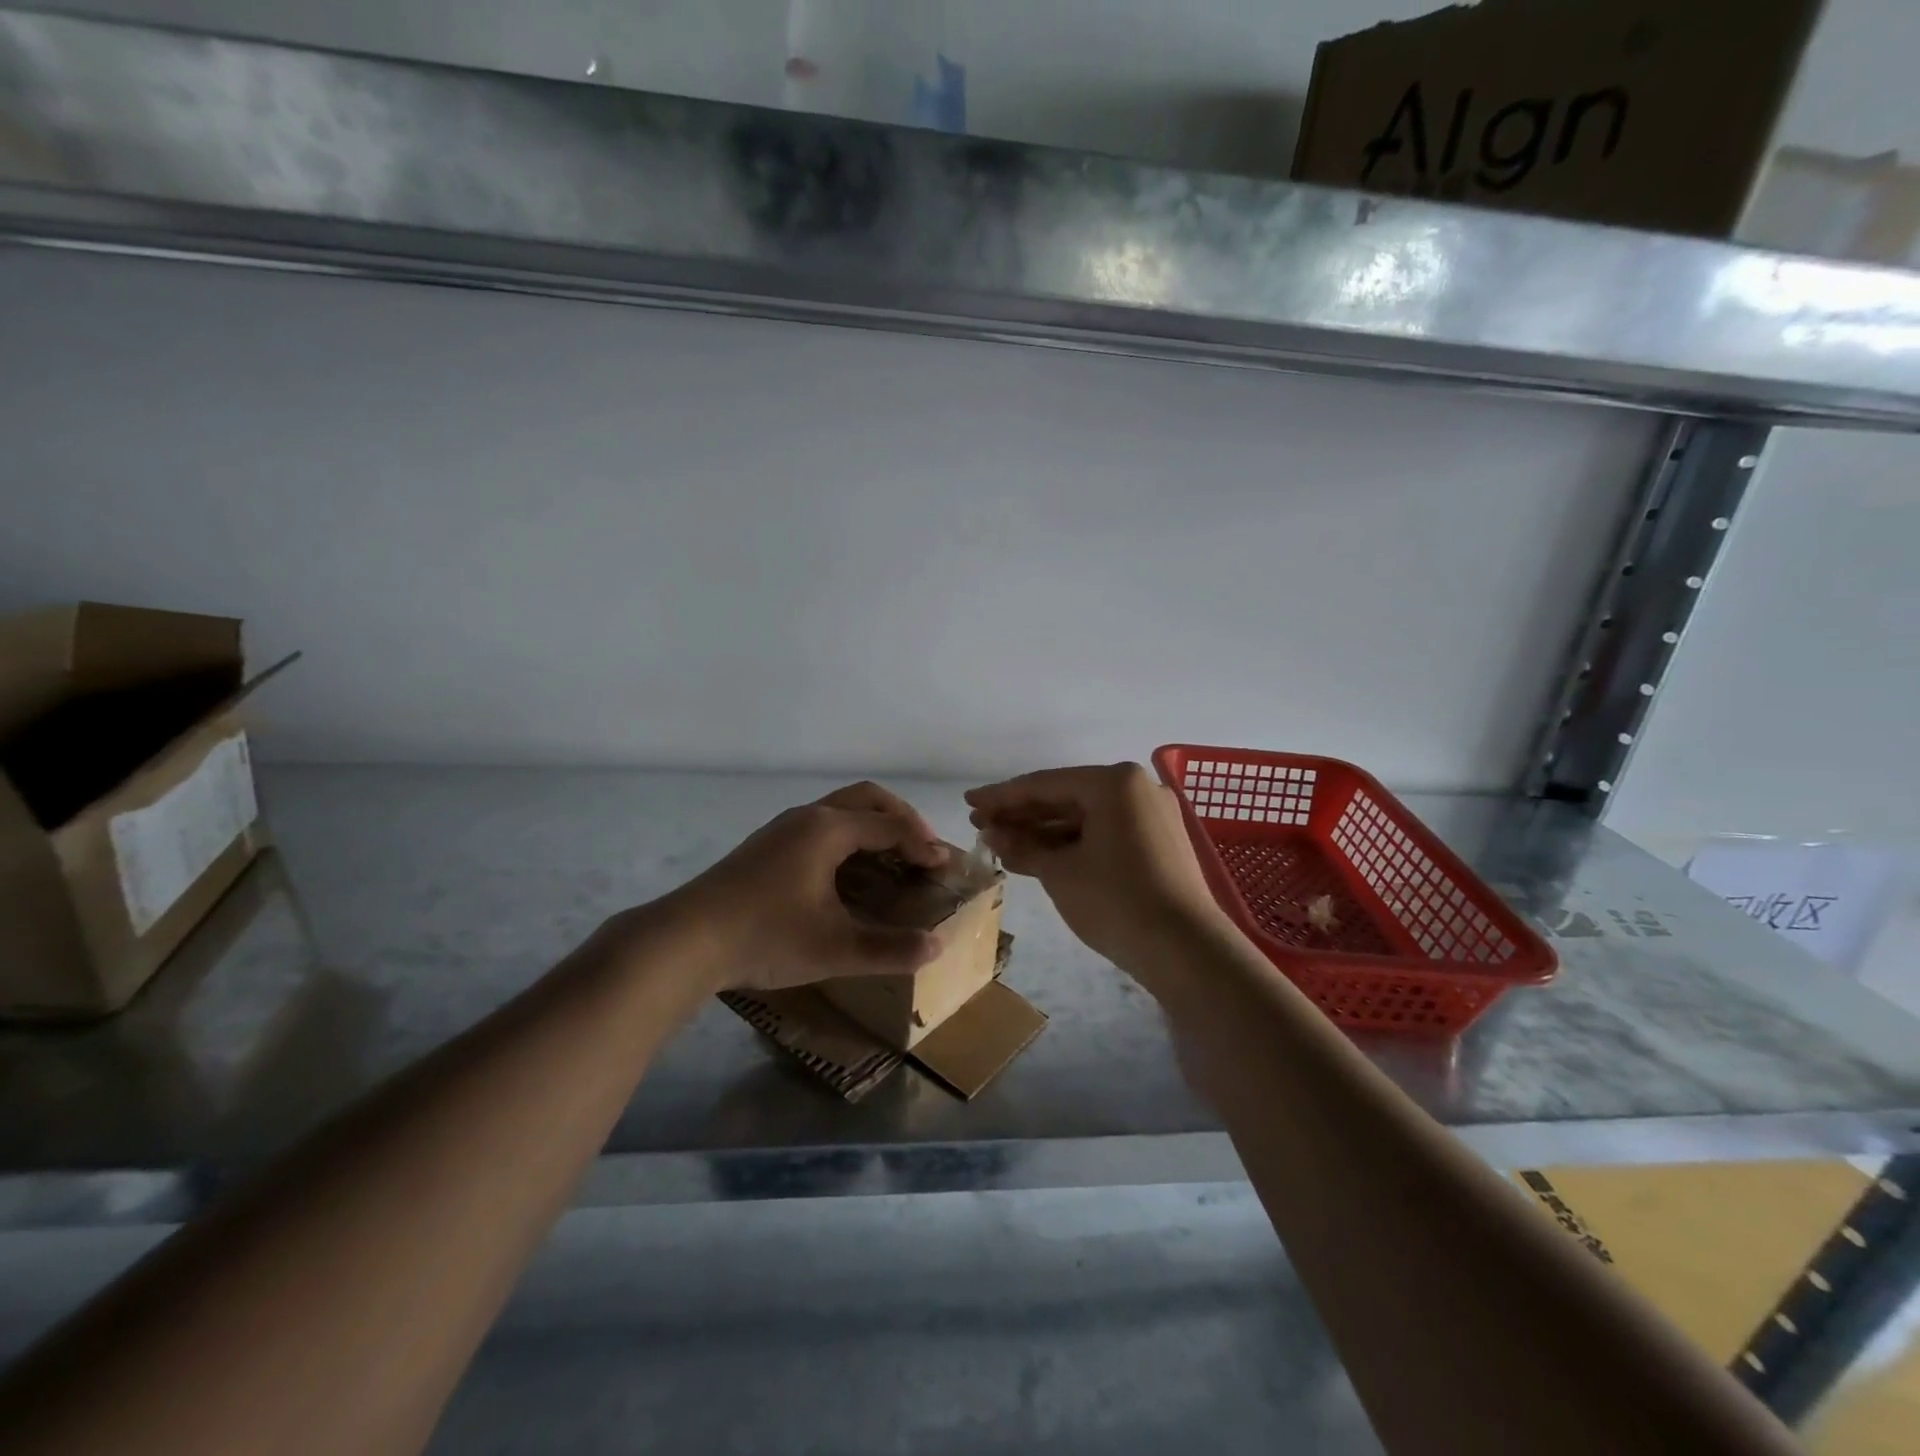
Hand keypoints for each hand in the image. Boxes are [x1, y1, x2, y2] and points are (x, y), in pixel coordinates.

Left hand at [672, 782, 948, 992]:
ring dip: (872, 825)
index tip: (945, 867)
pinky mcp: (765, 845)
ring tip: (890, 859)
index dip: (924, 844)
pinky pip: (821, 825)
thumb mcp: (835, 948)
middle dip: (901, 819)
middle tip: (922, 850)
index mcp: (829, 829)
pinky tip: (845, 873)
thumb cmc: (766, 936)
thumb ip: (889, 949)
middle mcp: (808, 817)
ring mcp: (782, 829)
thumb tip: (936, 948)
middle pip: (867, 798)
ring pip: (840, 809)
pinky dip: (848, 836)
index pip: (891, 825)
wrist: (685, 940)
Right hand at [966, 763, 1228, 984]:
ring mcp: (1152, 816)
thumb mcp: (1059, 872)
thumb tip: (992, 834)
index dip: (1002, 796)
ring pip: (1086, 818)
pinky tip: (1039, 858)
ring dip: (1045, 832)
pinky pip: (1105, 834)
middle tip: (981, 825)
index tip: (969, 801)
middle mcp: (1137, 788)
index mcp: (1114, 782)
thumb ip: (1022, 846)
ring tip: (1003, 845)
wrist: (1186, 951)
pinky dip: (1073, 845)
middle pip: (1066, 798)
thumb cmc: (1115, 900)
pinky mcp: (1159, 844)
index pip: (1045, 784)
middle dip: (1022, 815)